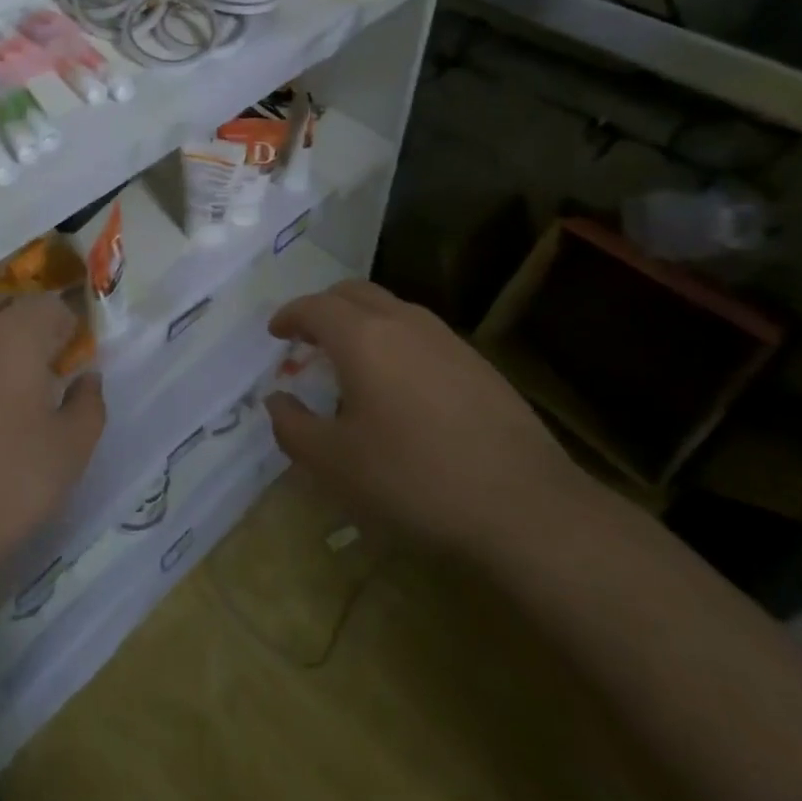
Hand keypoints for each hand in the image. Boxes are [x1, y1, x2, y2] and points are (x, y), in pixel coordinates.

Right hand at [264, 280, 590, 557]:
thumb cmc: (414, 480)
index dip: (289, 316)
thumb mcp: (334, 464)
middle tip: (308, 338)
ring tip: (351, 360)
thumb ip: (293, 427)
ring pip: (392, 308)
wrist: (526, 508)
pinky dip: (395, 340)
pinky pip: (421, 333)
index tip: (276, 333)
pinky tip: (400, 385)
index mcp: (362, 337)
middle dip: (324, 307)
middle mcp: (403, 323)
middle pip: (354, 292)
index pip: (314, 307)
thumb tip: (276, 401)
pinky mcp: (478, 363)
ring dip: (361, 321)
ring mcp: (446, 340)